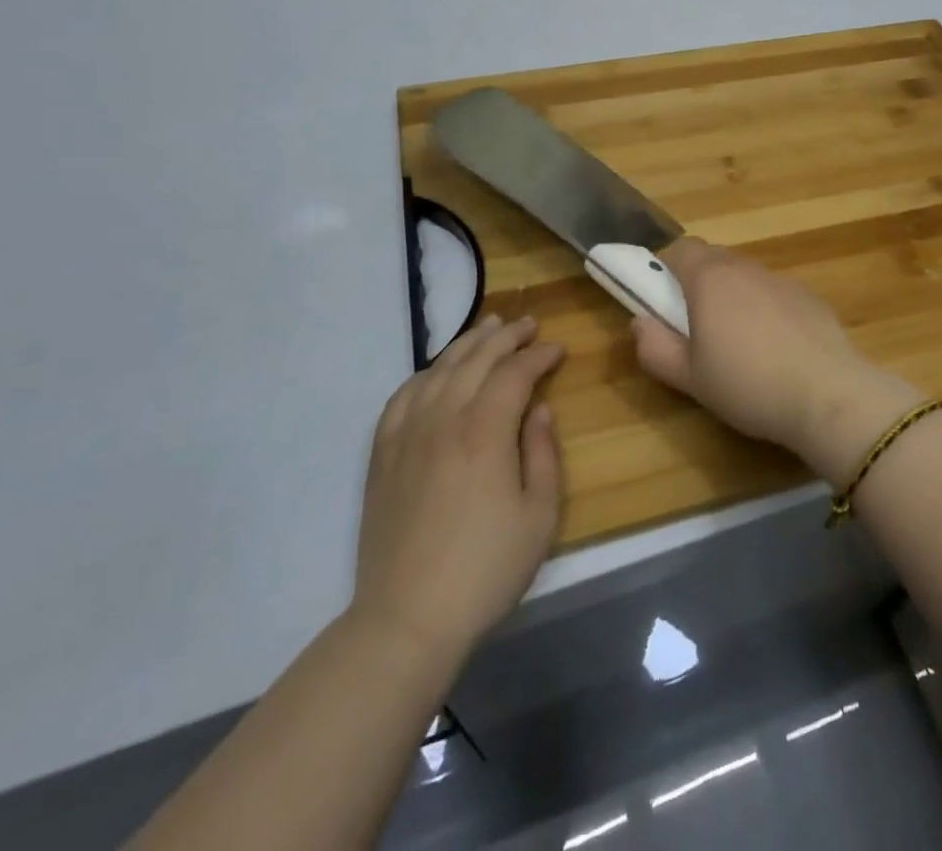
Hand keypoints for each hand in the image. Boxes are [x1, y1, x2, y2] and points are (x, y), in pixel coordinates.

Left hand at [350, 316, 563, 663]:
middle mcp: (443, 419)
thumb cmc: (485, 569)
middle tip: (528, 324)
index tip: (559, 349)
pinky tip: (436, 372)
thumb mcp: (539, 516)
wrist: (407, 618)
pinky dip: (425, 374)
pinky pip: (402, 395)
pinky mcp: (382, 454)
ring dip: (467, 343)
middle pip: (476, 359)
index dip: (539, 356)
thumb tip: (539, 410)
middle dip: (506, 336)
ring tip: (488, 328)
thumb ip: (543, 454)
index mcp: (484, 431)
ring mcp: (407, 434)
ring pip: (439, 369)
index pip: (515, 373)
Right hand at [631, 239, 918, 479]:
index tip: (662, 299)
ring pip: (745, 276)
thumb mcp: (689, 378)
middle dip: (697, 281)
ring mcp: (782, 280)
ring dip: (733, 296)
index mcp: (710, 279)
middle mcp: (745, 268)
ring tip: (737, 342)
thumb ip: (655, 348)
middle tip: (694, 325)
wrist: (828, 395)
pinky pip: (774, 293)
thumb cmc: (747, 385)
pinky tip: (775, 349)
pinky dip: (765, 309)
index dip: (665, 268)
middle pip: (713, 258)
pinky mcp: (810, 297)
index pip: (679, 249)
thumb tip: (640, 323)